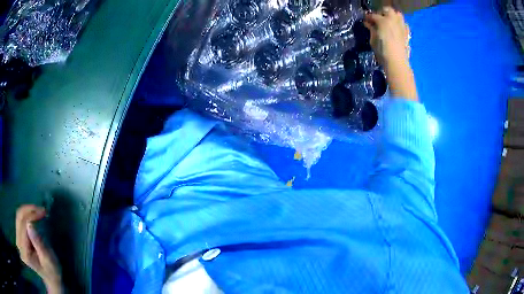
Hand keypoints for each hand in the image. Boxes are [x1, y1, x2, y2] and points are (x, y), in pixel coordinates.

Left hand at [16, 205, 62, 293]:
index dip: (31, 216)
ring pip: (18, 217)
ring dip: (27, 211)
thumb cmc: (52, 272)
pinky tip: (33, 216)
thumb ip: (38, 244)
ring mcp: (18, 240)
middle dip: (29, 210)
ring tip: (38, 211)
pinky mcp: (18, 237)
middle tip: (41, 209)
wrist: (50, 279)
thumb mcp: (48, 260)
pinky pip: (19, 220)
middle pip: (19, 219)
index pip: (24, 226)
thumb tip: (30, 224)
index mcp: (25, 253)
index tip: (43, 212)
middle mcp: (19, 245)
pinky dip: (25, 215)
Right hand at [364, 7, 409, 66]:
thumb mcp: (373, 40)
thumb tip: (368, 23)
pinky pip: (404, 24)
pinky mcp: (407, 33)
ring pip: (398, 14)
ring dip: (392, 16)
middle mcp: (393, 20)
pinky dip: (400, 24)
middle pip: (387, 10)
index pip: (373, 15)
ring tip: (389, 22)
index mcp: (383, 21)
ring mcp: (402, 26)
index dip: (368, 17)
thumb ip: (371, 29)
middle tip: (378, 19)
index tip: (366, 20)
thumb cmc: (382, 51)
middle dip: (382, 13)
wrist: (397, 62)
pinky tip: (397, 29)